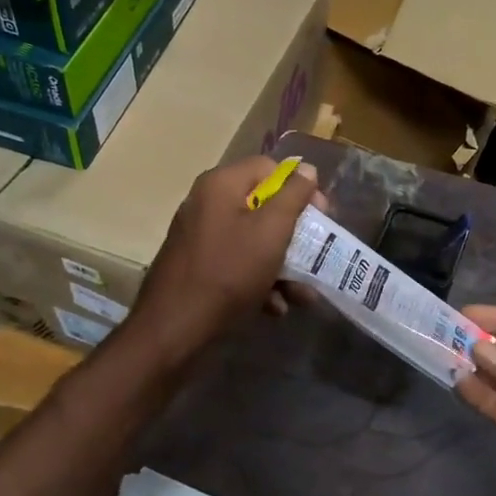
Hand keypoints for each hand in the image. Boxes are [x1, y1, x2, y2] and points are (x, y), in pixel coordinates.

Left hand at [130, 157, 323, 355]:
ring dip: (283, 265)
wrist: (175, 327)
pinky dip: (260, 281)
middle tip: (316, 254)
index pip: (270, 168)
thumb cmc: (229, 272)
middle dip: (295, 235)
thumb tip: (307, 169)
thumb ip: (293, 196)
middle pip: (264, 206)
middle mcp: (207, 203)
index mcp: (222, 185)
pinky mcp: (199, 266)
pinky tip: (275, 306)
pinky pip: (238, 263)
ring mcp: (201, 236)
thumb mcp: (271, 231)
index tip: (320, 216)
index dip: (300, 188)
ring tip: (302, 295)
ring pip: (254, 240)